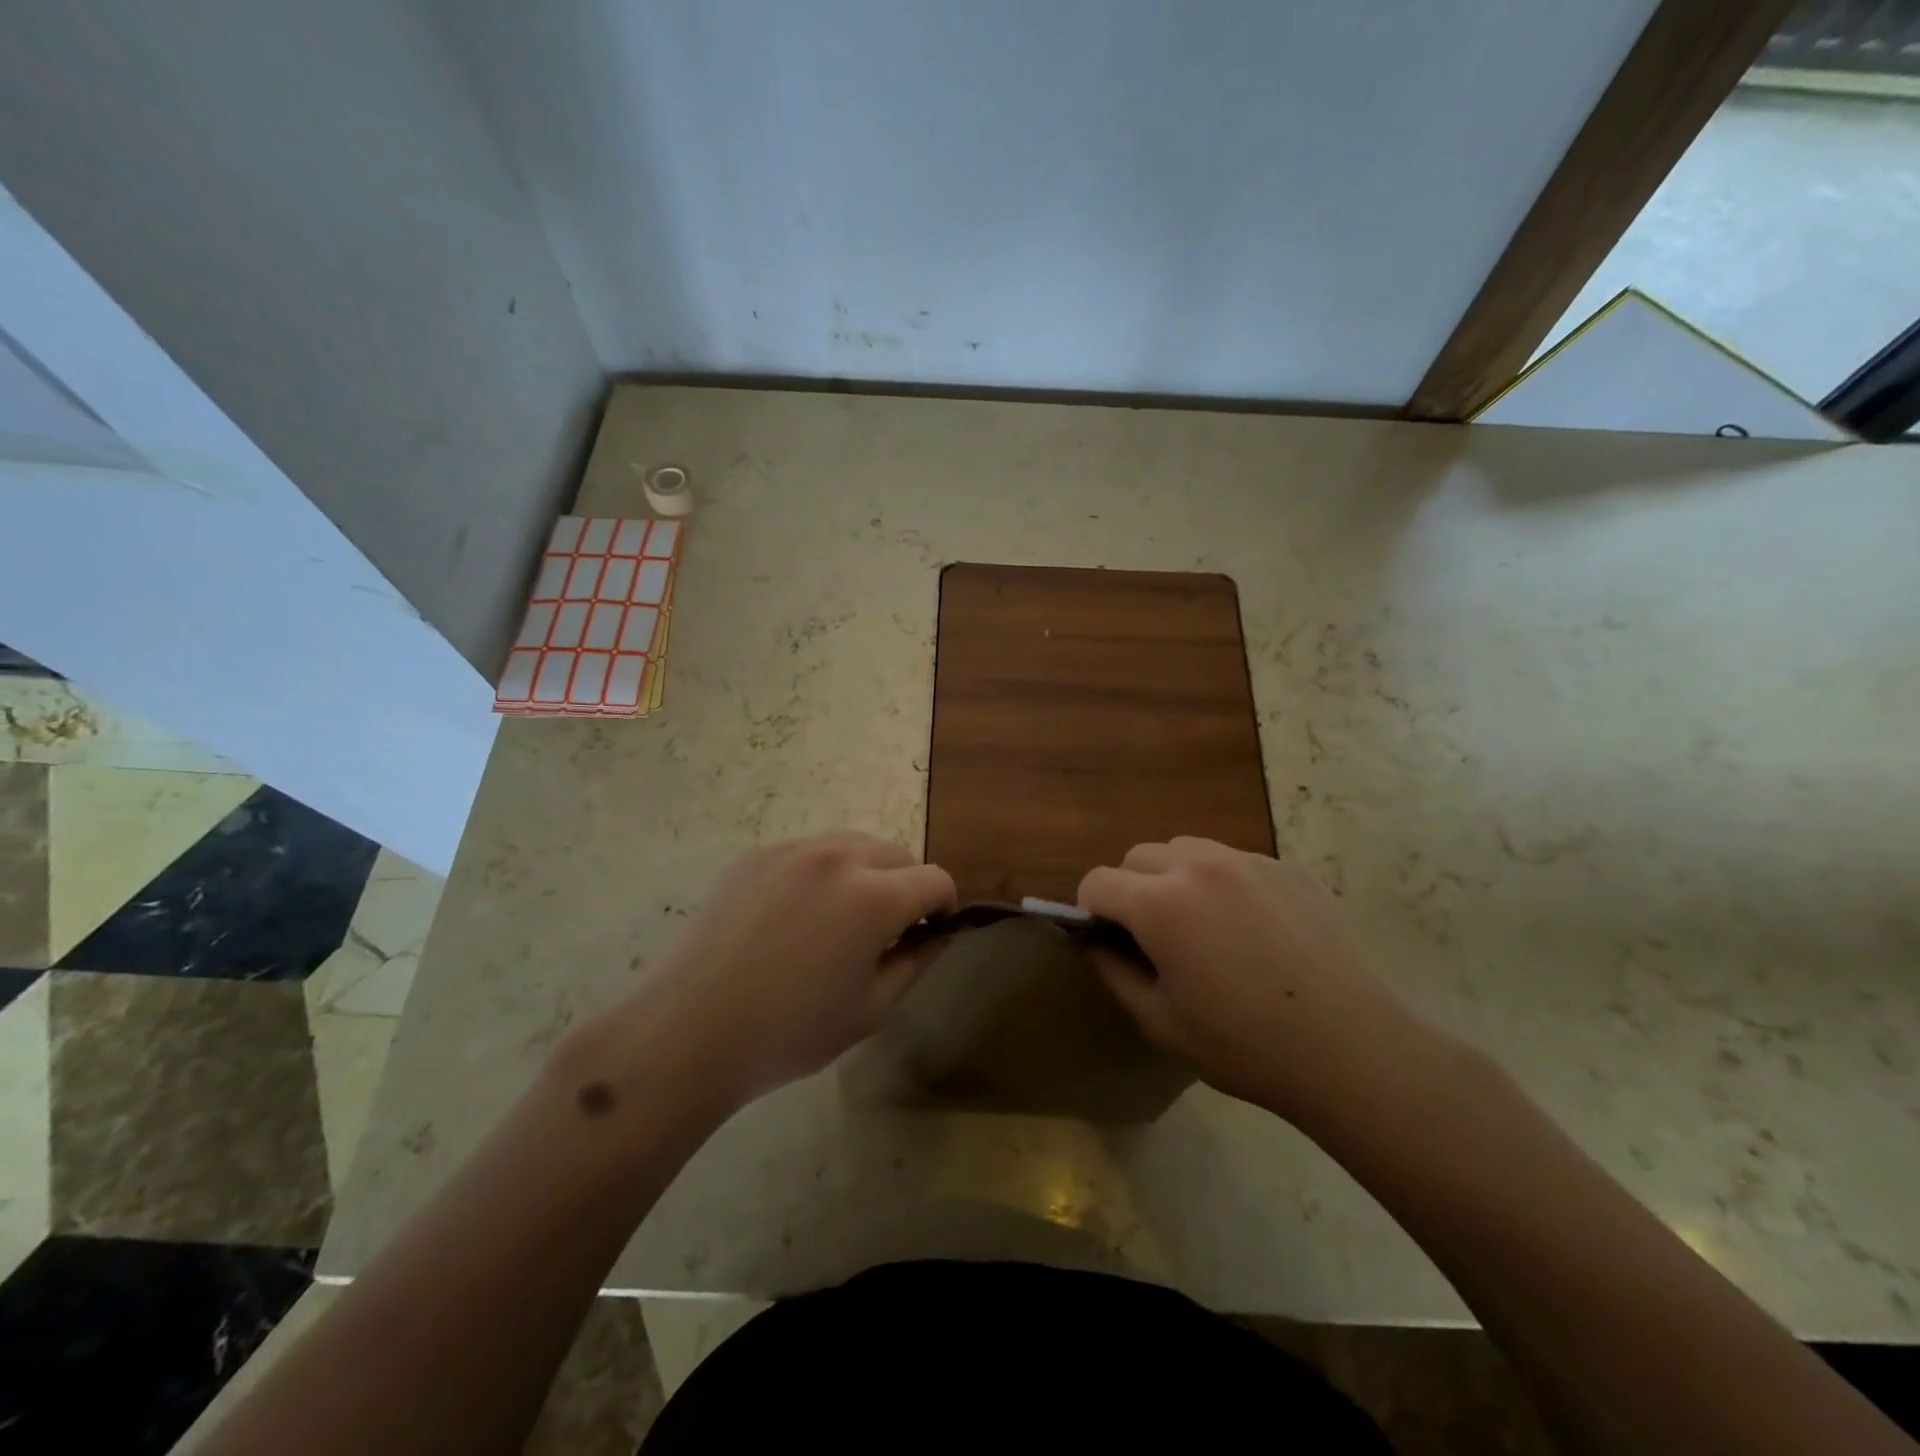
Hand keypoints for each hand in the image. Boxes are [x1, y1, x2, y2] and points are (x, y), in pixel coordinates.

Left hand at [622, 833, 955, 1108]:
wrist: (688, 1031)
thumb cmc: (789, 1032)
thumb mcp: (871, 1010)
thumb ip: (916, 962)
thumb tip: (937, 933)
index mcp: (873, 897)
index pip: (935, 879)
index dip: (944, 906)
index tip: (931, 933)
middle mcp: (838, 857)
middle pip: (898, 853)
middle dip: (907, 886)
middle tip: (887, 931)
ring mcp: (792, 850)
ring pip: (854, 844)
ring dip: (867, 872)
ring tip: (842, 919)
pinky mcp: (756, 855)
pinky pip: (810, 852)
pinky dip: (823, 873)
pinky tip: (796, 916)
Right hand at [1078, 837, 1428, 1130]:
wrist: (1350, 1048)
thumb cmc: (1244, 1044)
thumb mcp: (1160, 1022)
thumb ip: (1114, 972)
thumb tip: (1092, 942)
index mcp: (1159, 903)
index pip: (1097, 882)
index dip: (1090, 912)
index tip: (1108, 943)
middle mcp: (1198, 865)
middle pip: (1138, 856)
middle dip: (1130, 889)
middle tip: (1153, 938)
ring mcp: (1246, 861)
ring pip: (1184, 849)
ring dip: (1173, 877)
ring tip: (1200, 926)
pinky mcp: (1285, 868)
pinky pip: (1231, 860)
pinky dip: (1220, 882)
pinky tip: (1248, 929)